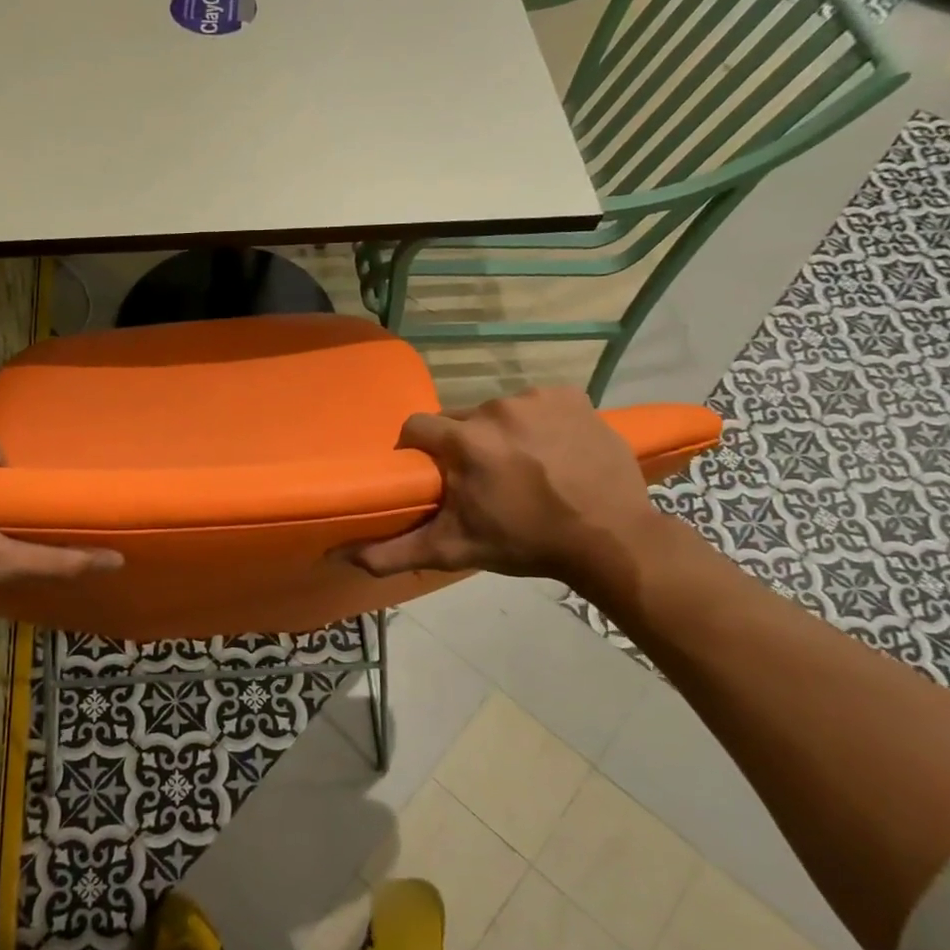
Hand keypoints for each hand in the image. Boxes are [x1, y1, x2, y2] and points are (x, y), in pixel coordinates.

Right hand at [350, 386, 662, 588]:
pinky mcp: (572, 396)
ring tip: (521, 468)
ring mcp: (537, 398)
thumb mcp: (453, 550)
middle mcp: (495, 408)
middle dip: (462, 445)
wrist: (610, 538)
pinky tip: (552, 451)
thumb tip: (340, 554)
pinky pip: (537, 404)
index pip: (417, 427)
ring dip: (500, 434)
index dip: (418, 451)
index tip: (432, 475)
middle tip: (480, 480)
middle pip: (459, 420)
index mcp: (464, 441)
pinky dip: (537, 423)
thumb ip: (393, 551)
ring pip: (497, 411)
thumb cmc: (525, 543)